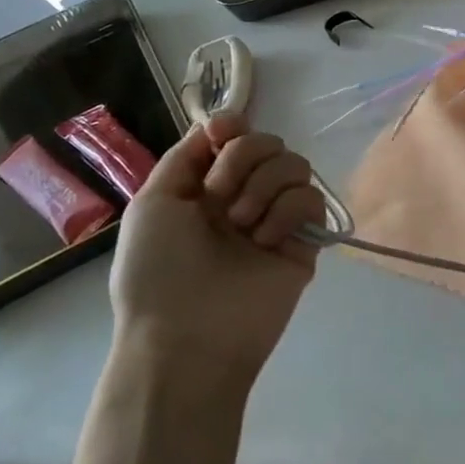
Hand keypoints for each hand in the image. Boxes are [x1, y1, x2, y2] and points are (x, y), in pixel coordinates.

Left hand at [108, 115, 325, 387]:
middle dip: (243, 158)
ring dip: (265, 184)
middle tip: (220, 198)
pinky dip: (288, 210)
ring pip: (295, 164)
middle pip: (267, 142)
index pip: (235, 135)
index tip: (223, 135)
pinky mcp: (304, 241)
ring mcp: (275, 218)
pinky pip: (312, 199)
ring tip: (242, 223)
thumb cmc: (156, 270)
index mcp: (206, 187)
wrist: (185, 337)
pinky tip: (265, 239)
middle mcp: (243, 196)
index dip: (233, 126)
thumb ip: (185, 157)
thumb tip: (217, 125)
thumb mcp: (152, 203)